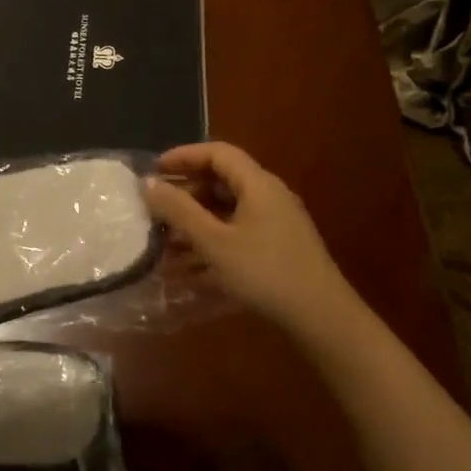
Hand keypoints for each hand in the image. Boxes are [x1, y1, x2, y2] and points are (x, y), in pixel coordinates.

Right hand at [142, 142, 368, 339]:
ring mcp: (275, 223)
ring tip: (163, 244)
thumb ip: (180, 211)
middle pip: (221, 181)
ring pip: (227, 211)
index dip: (184, 156)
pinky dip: (211, 242)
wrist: (322, 317)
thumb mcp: (214, 242)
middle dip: (185, 194)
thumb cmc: (265, 272)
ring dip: (195, 223)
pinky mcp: (277, 247)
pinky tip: (187, 269)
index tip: (155, 170)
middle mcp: (269, 196)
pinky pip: (237, 233)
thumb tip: (148, 183)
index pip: (217, 153)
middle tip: (156, 210)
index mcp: (258, 184)